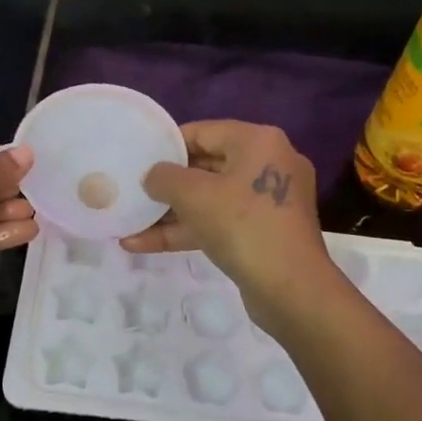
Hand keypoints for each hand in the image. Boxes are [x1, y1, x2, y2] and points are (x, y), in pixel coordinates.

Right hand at [120, 120, 334, 323]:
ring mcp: (268, 201)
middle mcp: (269, 163)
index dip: (167, 145)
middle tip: (132, 189)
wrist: (292, 289)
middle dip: (166, 184)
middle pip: (206, 166)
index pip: (203, 132)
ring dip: (170, 212)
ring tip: (129, 221)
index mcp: (259, 142)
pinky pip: (220, 222)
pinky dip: (188, 230)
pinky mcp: (264, 232)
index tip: (138, 158)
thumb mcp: (193, 195)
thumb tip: (153, 176)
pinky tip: (143, 244)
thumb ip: (164, 177)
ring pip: (211, 199)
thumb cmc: (242, 226)